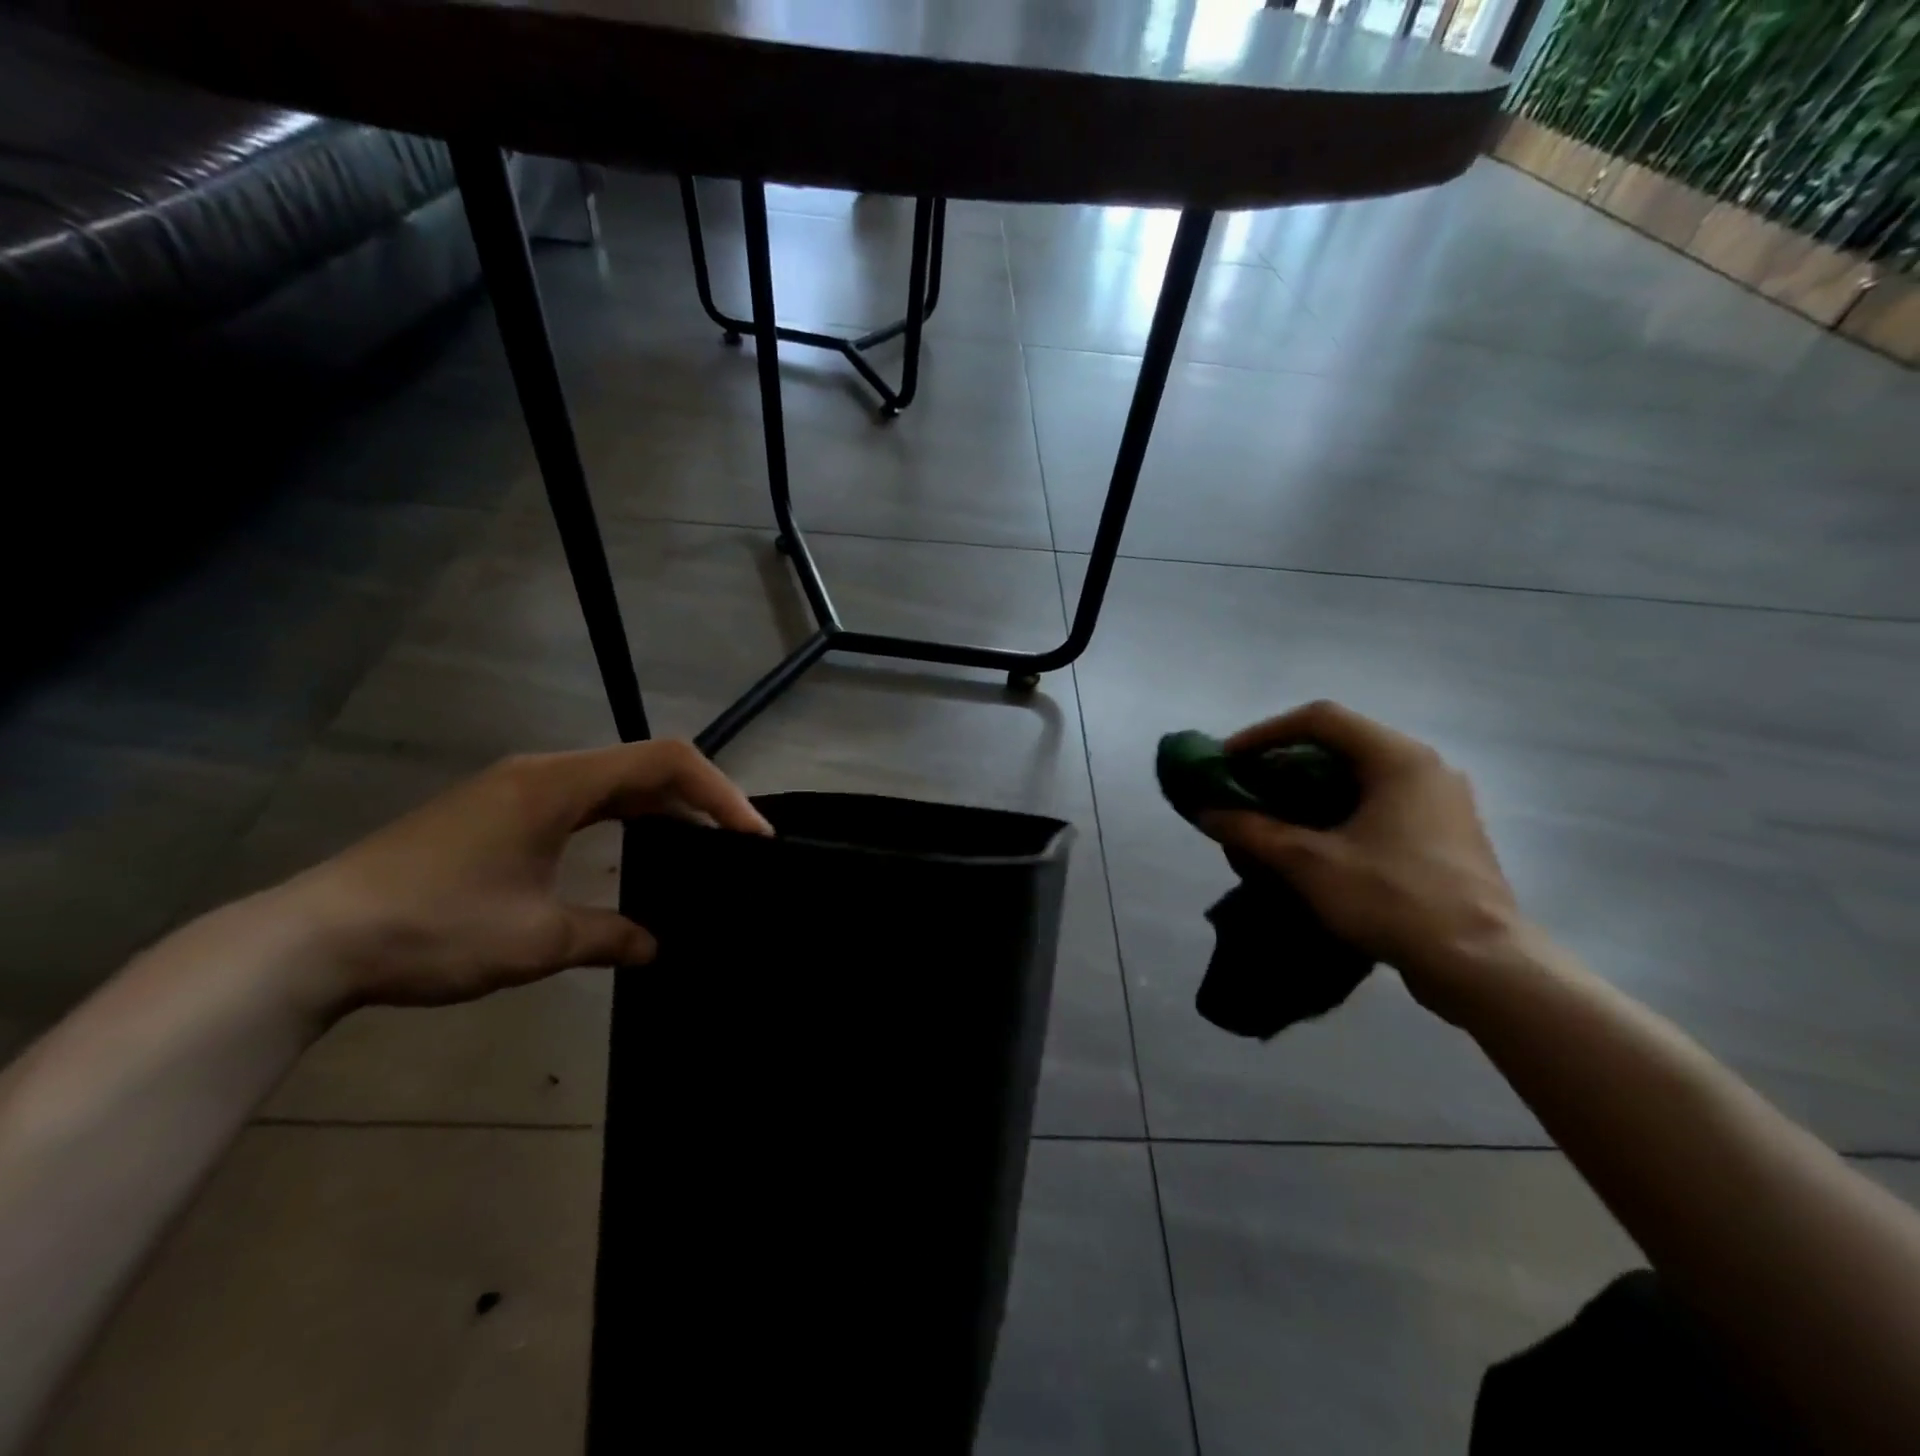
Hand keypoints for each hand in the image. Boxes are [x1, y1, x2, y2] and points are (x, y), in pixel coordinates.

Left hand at [269, 740, 771, 1011]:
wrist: (308, 942)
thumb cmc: (432, 929)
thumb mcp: (535, 941)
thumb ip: (609, 936)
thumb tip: (656, 946)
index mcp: (558, 784)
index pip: (667, 762)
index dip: (721, 792)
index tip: (753, 835)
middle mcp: (543, 773)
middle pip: (645, 765)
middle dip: (700, 799)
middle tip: (738, 843)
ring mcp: (517, 789)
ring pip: (615, 782)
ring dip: (663, 808)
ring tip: (701, 847)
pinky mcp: (499, 812)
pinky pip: (584, 800)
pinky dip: (625, 818)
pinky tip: (637, 850)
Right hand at [1198, 701, 1522, 1015]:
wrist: (1483, 966)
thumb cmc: (1394, 899)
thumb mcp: (1309, 863)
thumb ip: (1252, 830)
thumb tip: (1206, 812)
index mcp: (1398, 758)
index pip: (1319, 719)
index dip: (1265, 733)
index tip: (1229, 760)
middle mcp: (1425, 768)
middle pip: (1341, 744)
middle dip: (1285, 761)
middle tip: (1246, 786)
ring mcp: (1441, 802)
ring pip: (1361, 776)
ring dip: (1310, 787)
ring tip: (1273, 813)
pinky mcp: (1446, 835)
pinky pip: (1380, 804)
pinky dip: (1339, 810)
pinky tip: (1316, 842)